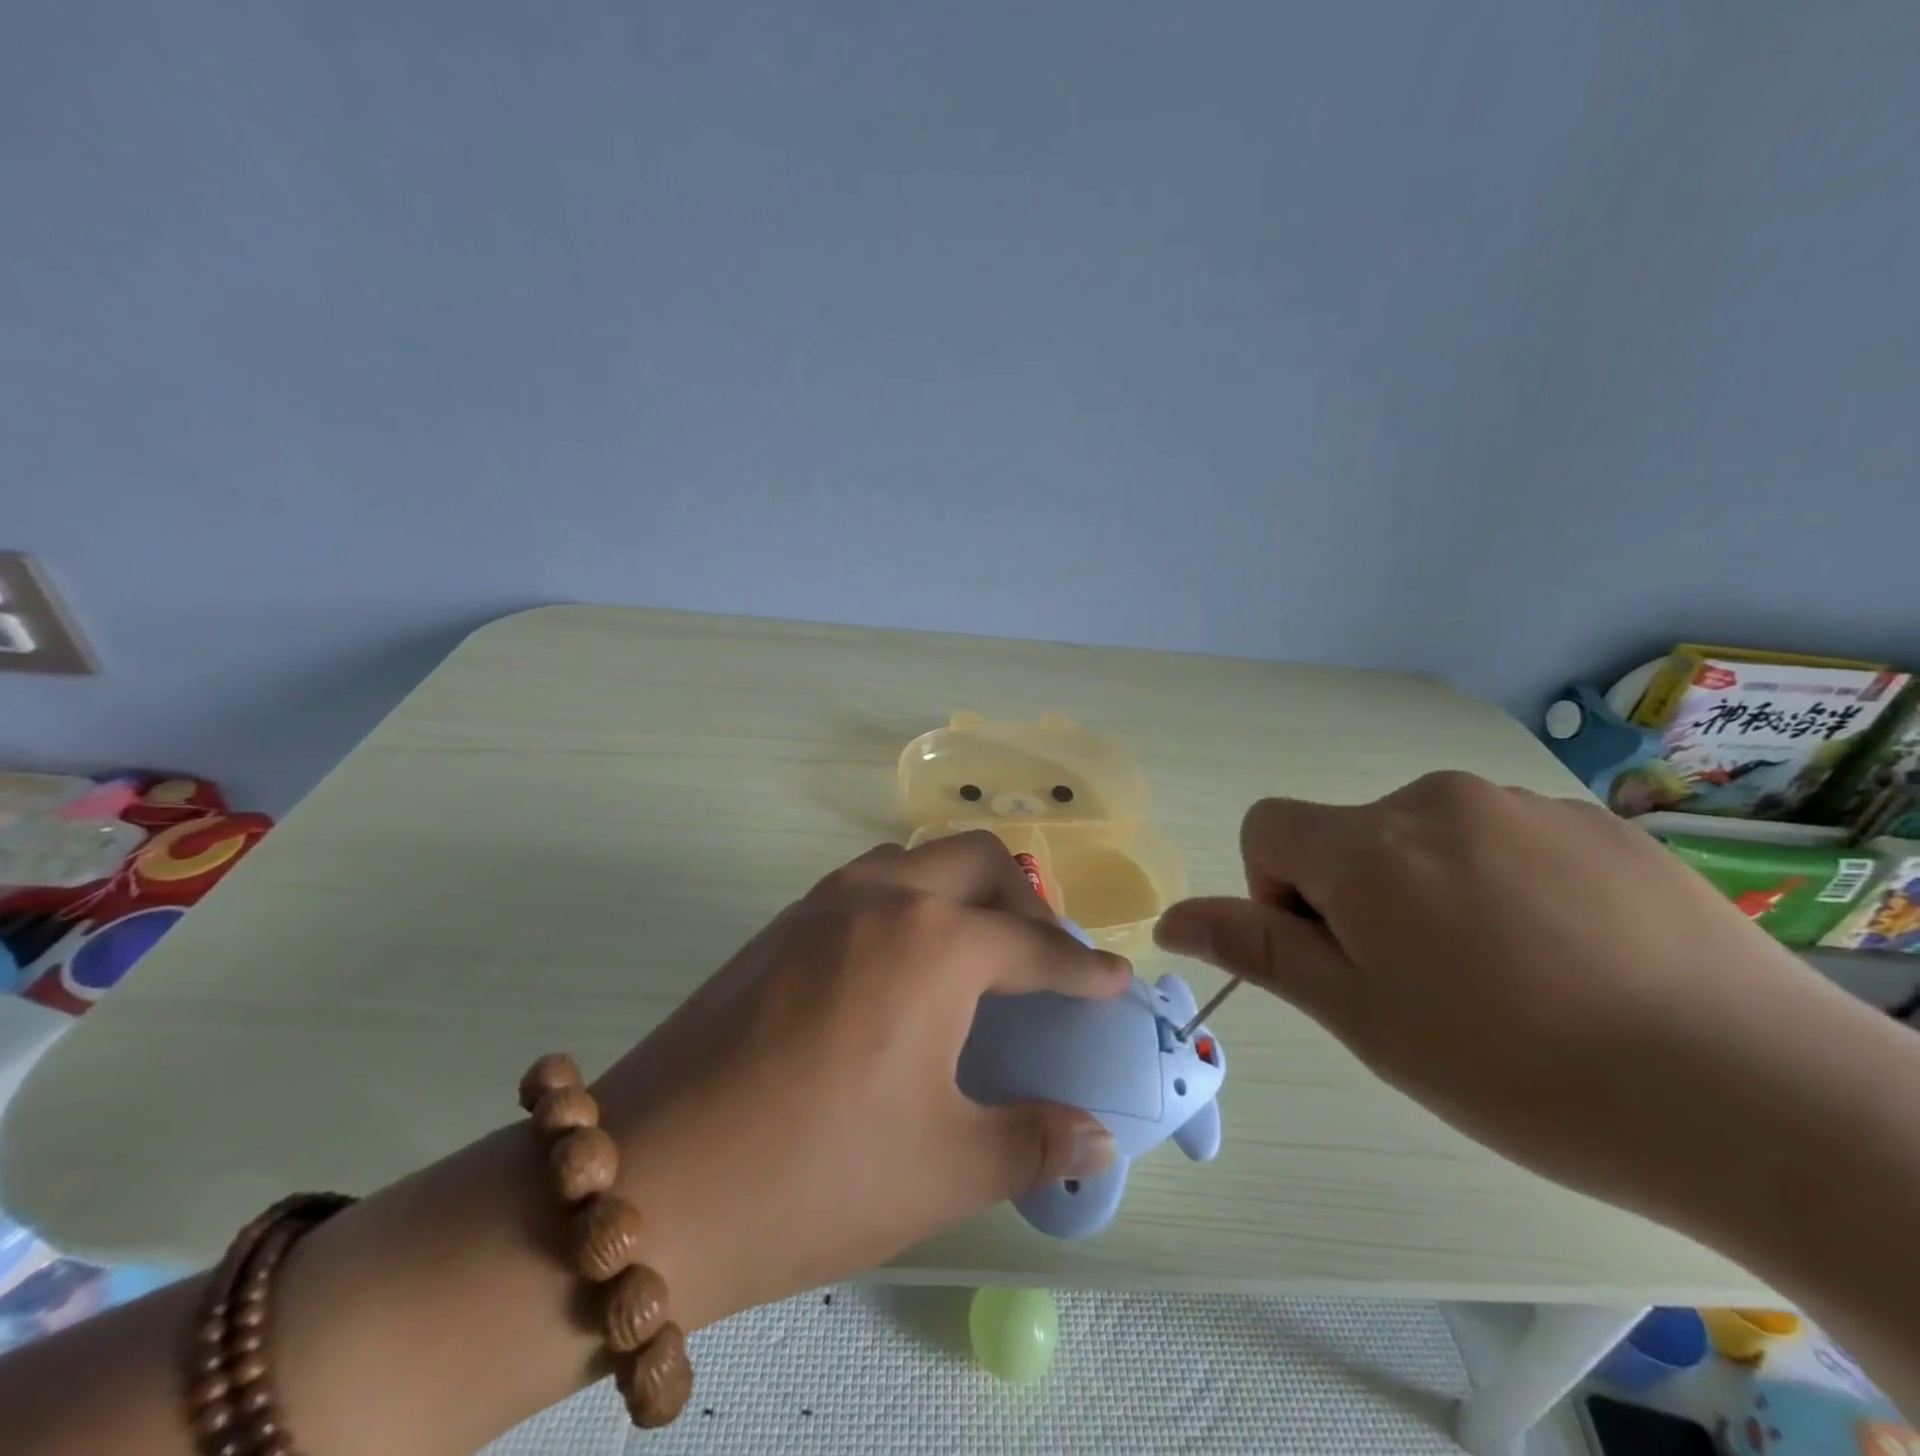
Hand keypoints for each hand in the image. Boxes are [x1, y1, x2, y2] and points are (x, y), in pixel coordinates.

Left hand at [591, 831, 1129, 1329]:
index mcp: (934, 946)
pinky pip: (867, 881)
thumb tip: (1096, 1139)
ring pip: (916, 858)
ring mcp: (823, 903)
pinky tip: (903, 959)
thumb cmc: (815, 1174)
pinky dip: (908, 897)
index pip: (1034, 945)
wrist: (649, 1179)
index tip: (1115, 981)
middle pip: (978, 859)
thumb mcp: (943, 1167)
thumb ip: (1032, 1142)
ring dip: (960, 886)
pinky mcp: (780, 924)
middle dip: (1026, 899)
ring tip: (976, 946)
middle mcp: (883, 899)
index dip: (1084, 969)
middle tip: (1043, 955)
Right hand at [1155, 772, 1843, 1209]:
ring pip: (1427, 839)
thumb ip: (1258, 948)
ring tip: (1506, 979)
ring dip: (1429, 892)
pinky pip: (1505, 840)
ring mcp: (1524, 805)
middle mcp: (1435, 801)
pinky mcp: (1599, 823)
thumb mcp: (1361, 1016)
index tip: (1337, 957)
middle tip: (1423, 986)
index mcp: (1368, 845)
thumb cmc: (1514, 1065)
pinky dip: (1502, 885)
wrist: (1758, 1099)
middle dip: (1356, 898)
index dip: (1277, 891)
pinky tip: (1571, 959)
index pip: (1267, 827)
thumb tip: (1170, 920)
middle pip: (1349, 835)